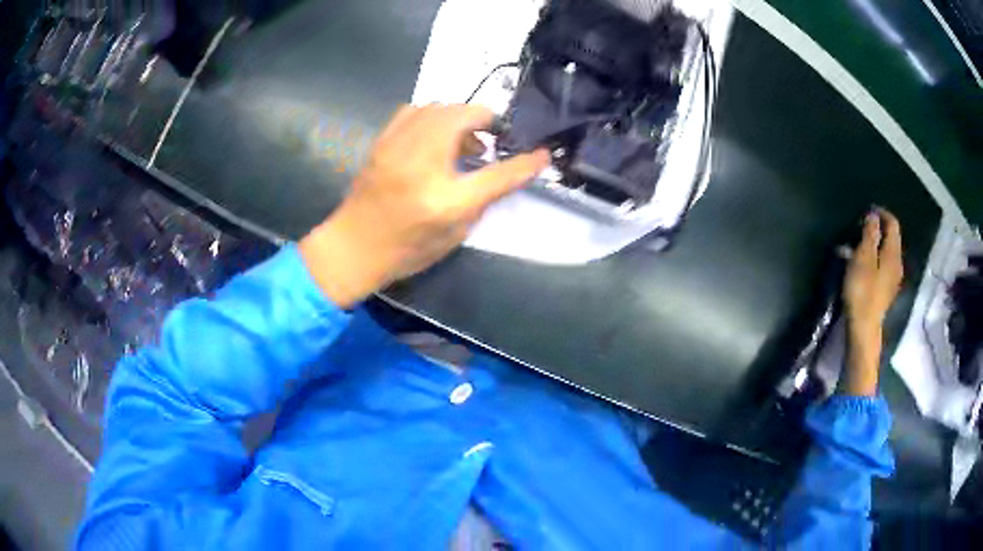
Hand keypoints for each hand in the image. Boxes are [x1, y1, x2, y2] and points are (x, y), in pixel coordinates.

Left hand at [300, 104, 549, 307]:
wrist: (354, 246)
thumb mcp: (455, 233)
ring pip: (438, 107)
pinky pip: (413, 110)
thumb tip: (506, 171)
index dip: (525, 163)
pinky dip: (432, 115)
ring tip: (464, 138)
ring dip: (459, 116)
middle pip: (464, 118)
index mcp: (445, 200)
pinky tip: (434, 133)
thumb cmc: (407, 248)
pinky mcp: (383, 141)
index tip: (542, 154)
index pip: (497, 173)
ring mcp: (398, 148)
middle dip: (486, 121)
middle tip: (492, 139)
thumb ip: (483, 198)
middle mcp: (422, 165)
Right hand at [840, 208, 903, 395]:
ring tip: (854, 246)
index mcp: (893, 254)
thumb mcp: (863, 258)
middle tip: (859, 227)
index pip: (893, 224)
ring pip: (884, 253)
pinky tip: (858, 264)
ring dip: (871, 245)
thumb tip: (874, 216)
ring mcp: (892, 279)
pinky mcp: (885, 291)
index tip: (867, 210)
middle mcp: (896, 264)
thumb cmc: (862, 291)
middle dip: (876, 229)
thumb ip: (870, 234)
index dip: (881, 213)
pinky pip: (880, 266)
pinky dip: (871, 259)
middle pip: (890, 238)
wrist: (863, 329)